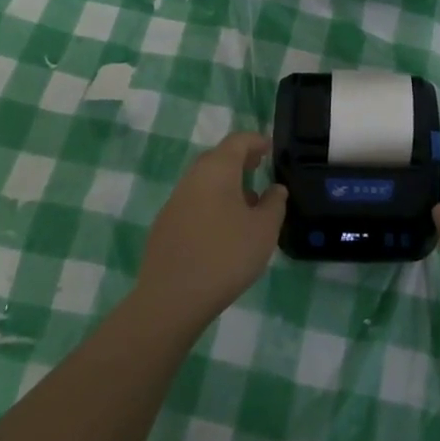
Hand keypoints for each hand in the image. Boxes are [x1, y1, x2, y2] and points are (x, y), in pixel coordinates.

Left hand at [135, 133, 287, 333]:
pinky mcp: (164, 226)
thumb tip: (275, 188)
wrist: (171, 299)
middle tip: (258, 168)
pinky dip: (211, 203)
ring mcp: (174, 202)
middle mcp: (192, 178)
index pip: (237, 141)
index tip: (269, 148)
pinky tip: (222, 229)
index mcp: (216, 170)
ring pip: (204, 182)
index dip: (256, 141)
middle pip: (217, 158)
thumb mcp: (264, 230)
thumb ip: (275, 204)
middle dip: (239, 160)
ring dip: (225, 184)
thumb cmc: (225, 256)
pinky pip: (193, 203)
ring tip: (246, 203)